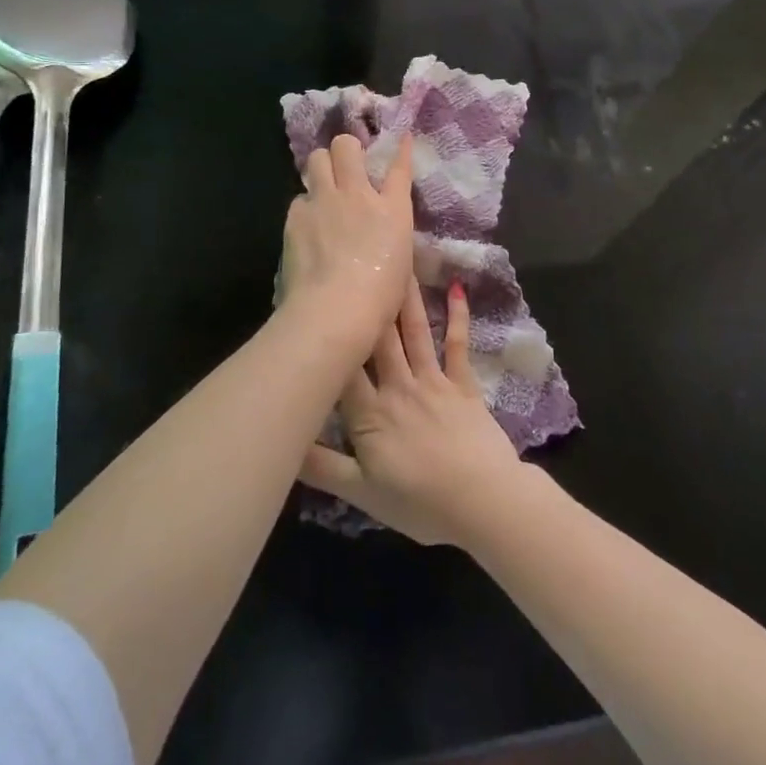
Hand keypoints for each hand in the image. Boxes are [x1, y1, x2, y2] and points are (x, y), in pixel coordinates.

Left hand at [279, 133, 415, 348]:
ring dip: (321, 169)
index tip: (402, 138)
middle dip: (345, 150)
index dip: (401, 149)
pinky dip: (306, 207)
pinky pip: (300, 198)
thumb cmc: (380, 299)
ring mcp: (324, 202)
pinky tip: (308, 227)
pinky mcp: (296, 218)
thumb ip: (389, 235)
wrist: (335, 311)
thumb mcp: (400, 263)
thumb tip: (380, 227)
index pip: (399, 168)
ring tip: (324, 191)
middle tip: (347, 168)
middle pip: (345, 146)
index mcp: (393, 210)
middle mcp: (358, 196)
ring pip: (315, 160)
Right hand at [300, 277, 526, 545]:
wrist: (483, 501)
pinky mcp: (462, 383)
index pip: (342, 369)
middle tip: (359, 263)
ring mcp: (433, 381)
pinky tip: (457, 288)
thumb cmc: (420, 502)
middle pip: (378, 340)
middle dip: (368, 302)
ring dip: (405, 298)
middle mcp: (398, 387)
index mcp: (369, 414)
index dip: (328, 337)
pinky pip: (457, 344)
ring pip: (413, 332)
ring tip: (398, 262)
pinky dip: (457, 317)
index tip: (317, 303)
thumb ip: (321, 468)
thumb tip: (282, 443)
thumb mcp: (362, 494)